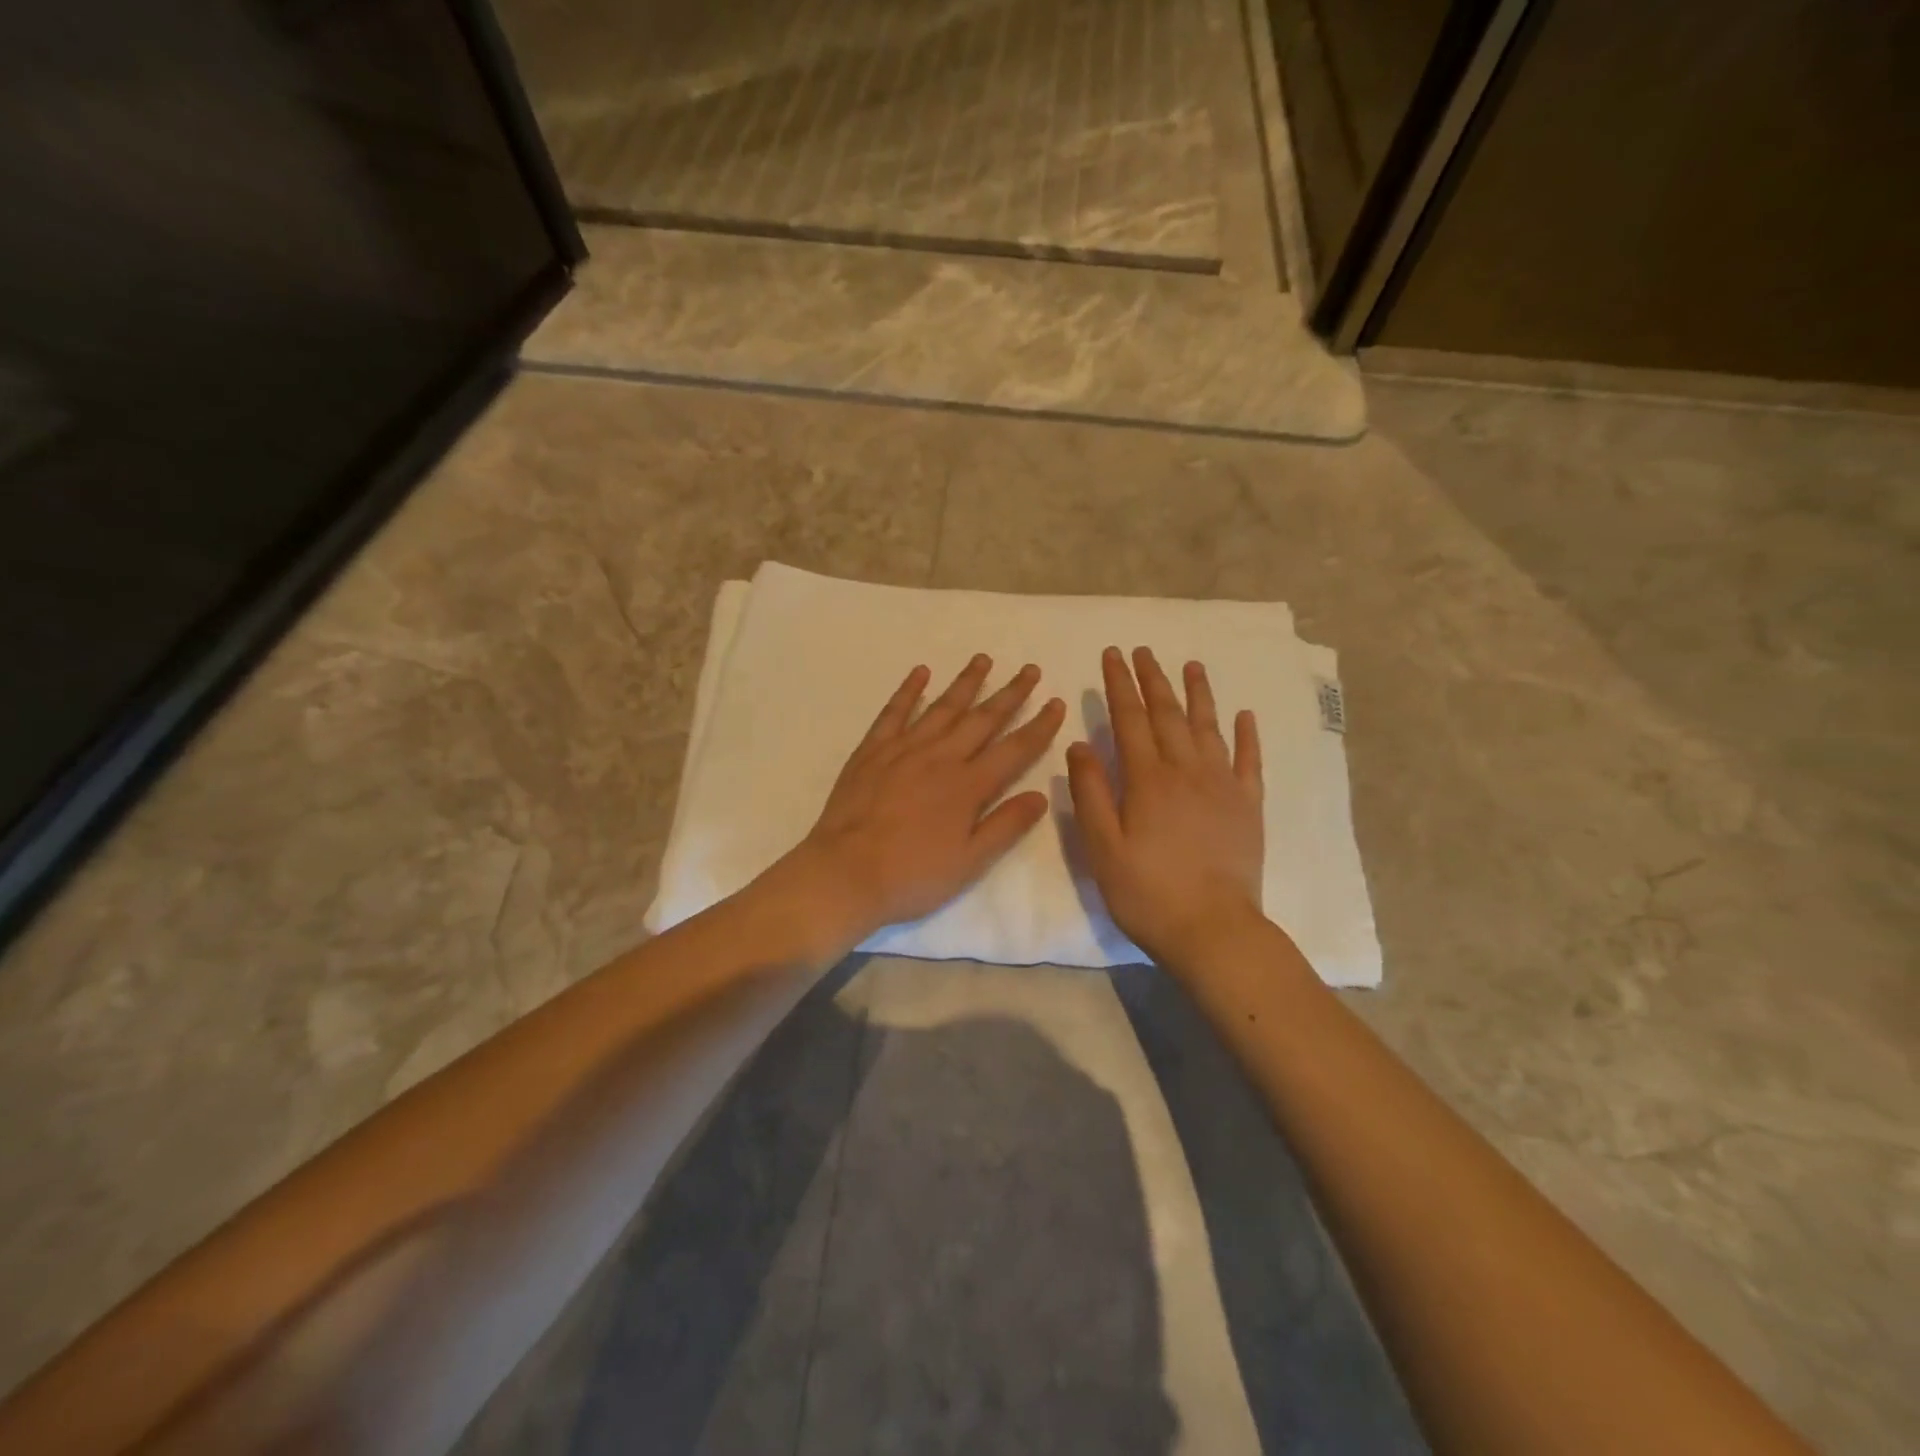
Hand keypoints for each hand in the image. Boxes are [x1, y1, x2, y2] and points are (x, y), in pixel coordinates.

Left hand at [772, 654, 1065, 954]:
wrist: (845, 873)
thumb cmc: (912, 875)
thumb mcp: (969, 862)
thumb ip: (1006, 825)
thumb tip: (1041, 794)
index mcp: (968, 786)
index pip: (1014, 749)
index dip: (1039, 726)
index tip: (1056, 703)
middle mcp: (940, 757)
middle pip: (982, 719)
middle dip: (1010, 693)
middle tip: (1030, 669)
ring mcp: (903, 749)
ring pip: (942, 707)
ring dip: (966, 682)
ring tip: (983, 659)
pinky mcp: (872, 750)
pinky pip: (894, 712)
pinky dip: (908, 690)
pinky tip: (921, 672)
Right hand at [1066, 647, 1265, 965]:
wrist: (1212, 929)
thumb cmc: (1146, 891)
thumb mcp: (1102, 846)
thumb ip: (1090, 792)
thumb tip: (1080, 743)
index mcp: (1147, 779)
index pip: (1129, 719)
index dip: (1120, 685)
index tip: (1113, 655)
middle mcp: (1186, 771)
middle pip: (1168, 714)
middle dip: (1153, 680)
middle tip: (1143, 651)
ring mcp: (1222, 786)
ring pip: (1209, 727)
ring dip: (1199, 694)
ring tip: (1191, 665)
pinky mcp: (1247, 806)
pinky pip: (1248, 761)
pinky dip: (1247, 735)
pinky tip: (1244, 715)